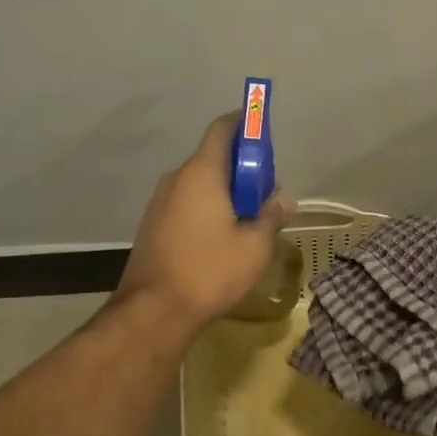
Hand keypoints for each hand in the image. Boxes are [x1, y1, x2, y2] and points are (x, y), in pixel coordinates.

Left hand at [117, 112, 294, 331]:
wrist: (154, 312)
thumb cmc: (210, 271)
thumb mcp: (255, 245)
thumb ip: (271, 215)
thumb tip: (283, 199)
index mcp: (202, 173)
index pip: (223, 129)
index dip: (246, 124)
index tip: (265, 134)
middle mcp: (177, 179)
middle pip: (214, 158)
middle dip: (243, 168)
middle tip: (267, 194)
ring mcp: (160, 202)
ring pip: (200, 184)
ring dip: (226, 192)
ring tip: (249, 222)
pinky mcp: (153, 225)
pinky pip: (187, 204)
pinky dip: (208, 209)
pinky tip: (223, 239)